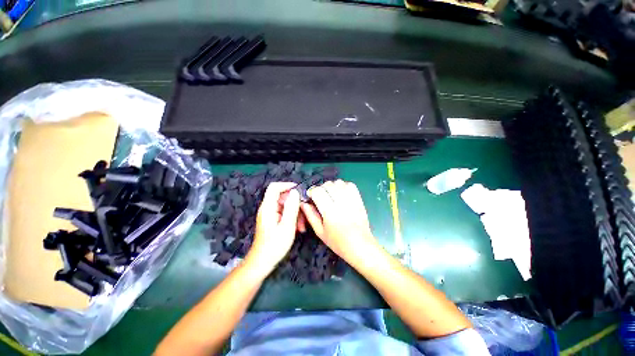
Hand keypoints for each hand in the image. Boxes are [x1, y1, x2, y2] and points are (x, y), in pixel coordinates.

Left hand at [246, 182, 300, 273]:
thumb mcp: (287, 226)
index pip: (274, 187)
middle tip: (304, 214)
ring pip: (285, 206)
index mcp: (268, 207)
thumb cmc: (274, 245)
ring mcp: (270, 214)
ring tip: (302, 226)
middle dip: (295, 204)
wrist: (262, 262)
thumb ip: (291, 208)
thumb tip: (295, 192)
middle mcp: (267, 208)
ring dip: (295, 213)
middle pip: (282, 197)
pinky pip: (284, 213)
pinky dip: (292, 218)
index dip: (287, 185)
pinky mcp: (272, 220)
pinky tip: (298, 228)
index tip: (299, 191)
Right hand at [301, 180, 376, 262]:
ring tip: (331, 195)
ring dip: (332, 186)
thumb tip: (303, 203)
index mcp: (330, 212)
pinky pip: (350, 185)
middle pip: (328, 184)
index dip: (312, 191)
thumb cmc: (338, 242)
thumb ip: (311, 215)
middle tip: (320, 197)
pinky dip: (343, 186)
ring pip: (339, 182)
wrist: (360, 246)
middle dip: (321, 188)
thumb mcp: (320, 232)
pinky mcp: (359, 200)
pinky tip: (341, 193)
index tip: (311, 196)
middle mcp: (341, 203)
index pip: (318, 191)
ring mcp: (352, 200)